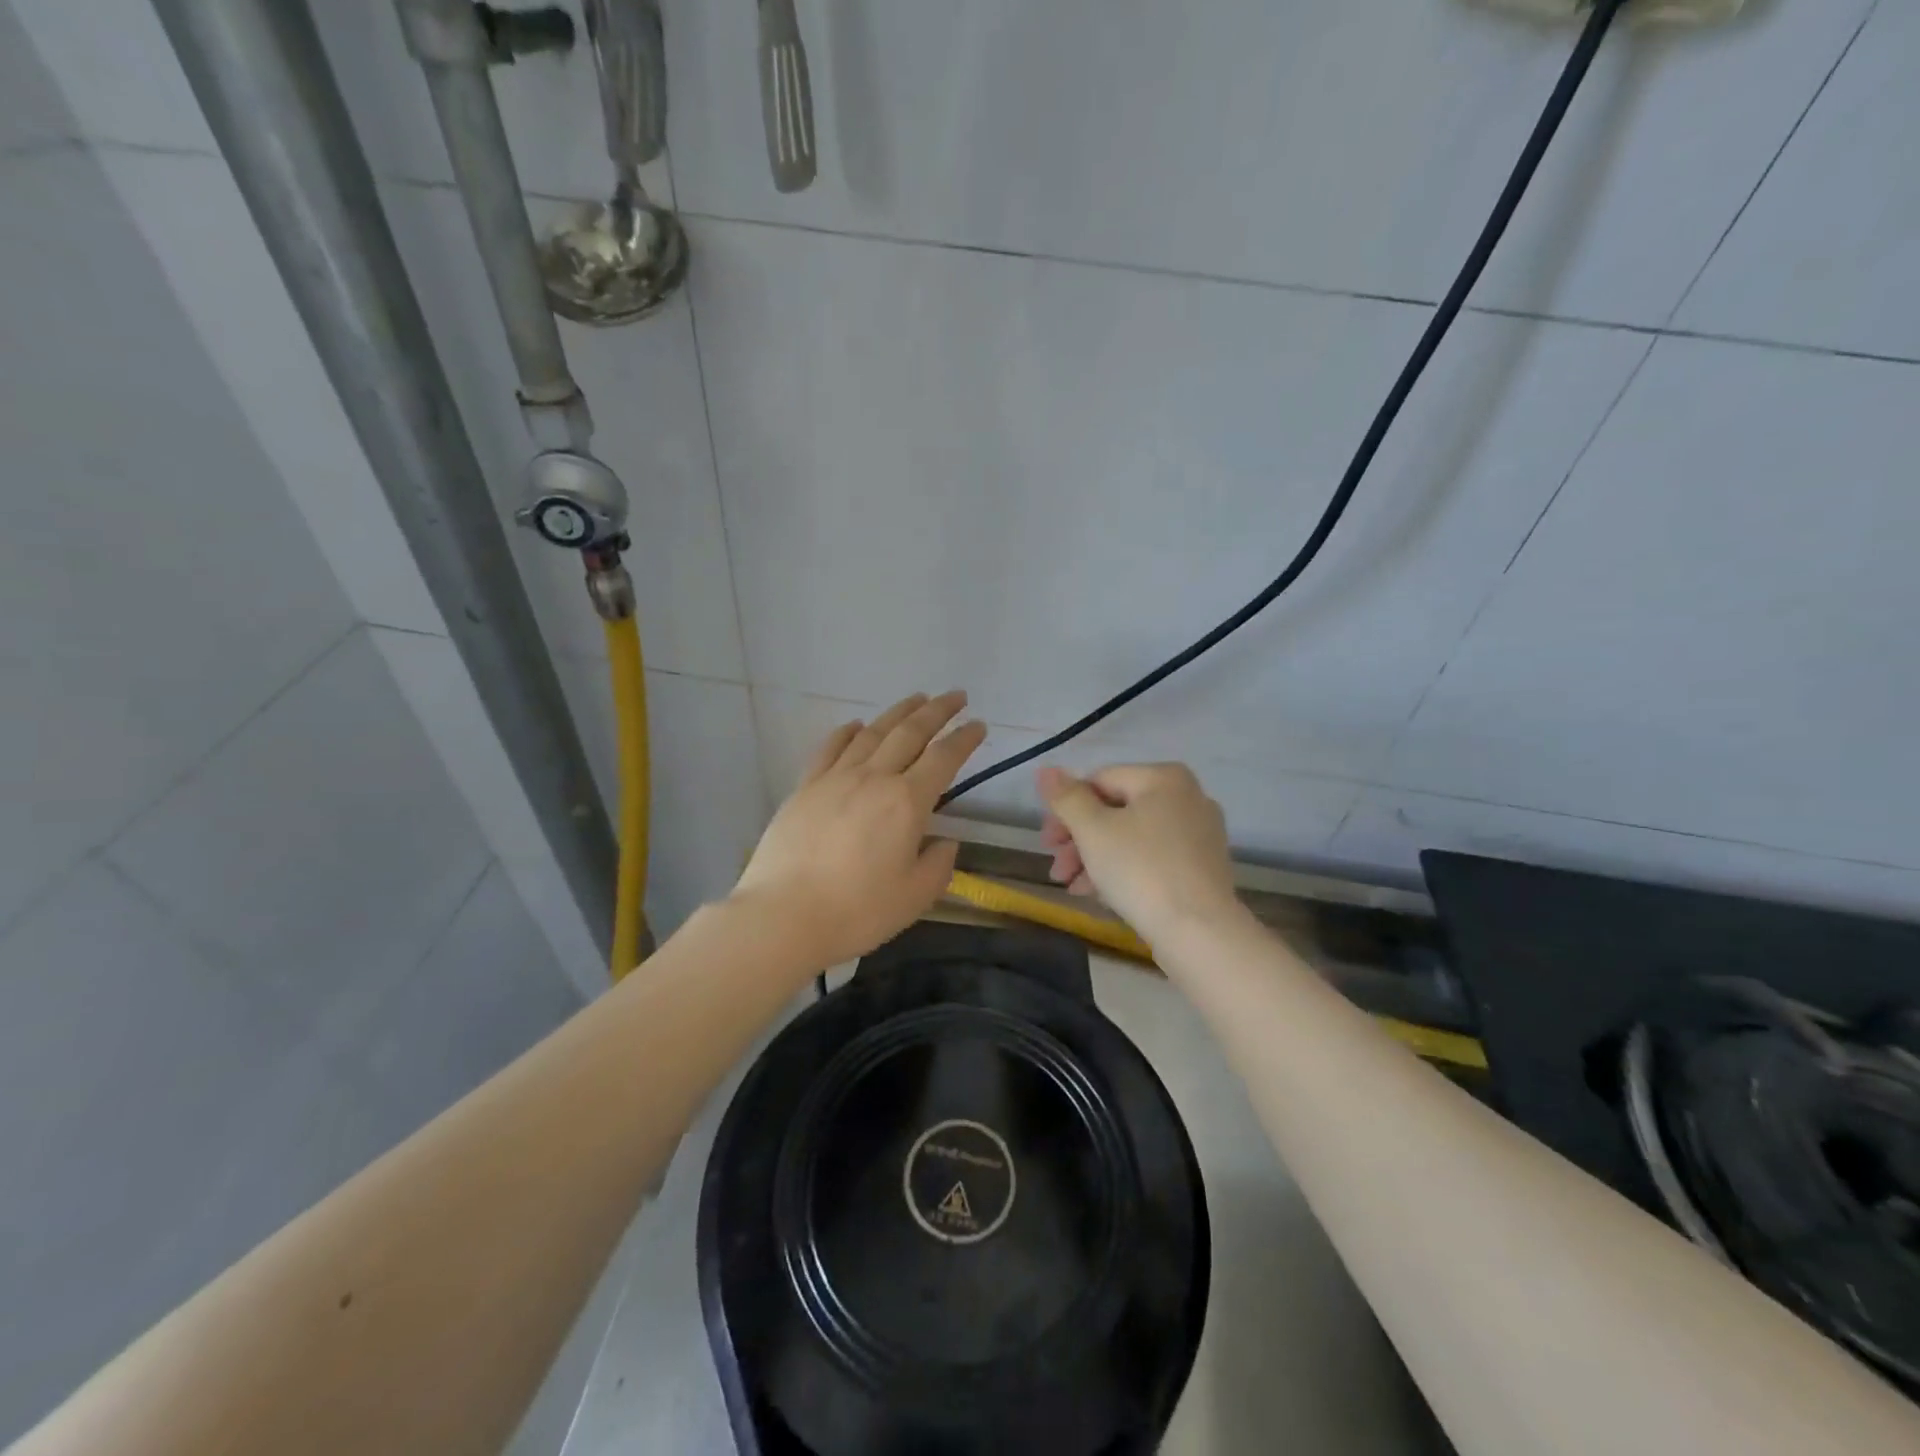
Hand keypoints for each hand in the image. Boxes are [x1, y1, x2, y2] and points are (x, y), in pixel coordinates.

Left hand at [733, 691, 986, 970]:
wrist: (783, 915)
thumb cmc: (857, 911)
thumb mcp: (914, 897)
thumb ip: (938, 865)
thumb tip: (944, 842)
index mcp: (906, 802)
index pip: (943, 759)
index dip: (964, 739)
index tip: (979, 725)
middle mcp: (873, 778)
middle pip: (910, 733)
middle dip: (937, 711)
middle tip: (956, 696)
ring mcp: (835, 779)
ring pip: (872, 733)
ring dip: (898, 712)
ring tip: (916, 699)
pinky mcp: (805, 788)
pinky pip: (830, 748)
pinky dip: (847, 731)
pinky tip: (855, 724)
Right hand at [1036, 762, 1242, 939]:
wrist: (1199, 932)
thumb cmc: (1141, 870)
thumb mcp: (1093, 830)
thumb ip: (1066, 798)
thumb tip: (1045, 770)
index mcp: (1164, 778)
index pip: (1100, 781)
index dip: (1067, 810)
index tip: (1048, 843)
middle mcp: (1188, 797)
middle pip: (1116, 810)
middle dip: (1079, 840)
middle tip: (1057, 869)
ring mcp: (1200, 834)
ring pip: (1132, 837)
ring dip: (1095, 859)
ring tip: (1072, 887)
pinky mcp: (1203, 867)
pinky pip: (1153, 858)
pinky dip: (1124, 870)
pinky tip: (1100, 896)